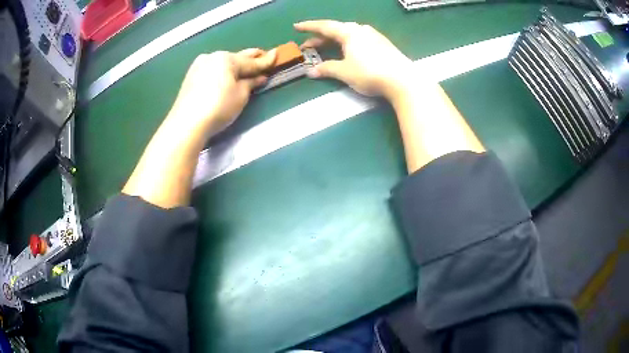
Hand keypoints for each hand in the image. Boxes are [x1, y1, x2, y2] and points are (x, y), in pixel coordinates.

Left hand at [169, 48, 276, 135]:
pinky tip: (226, 75)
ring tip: (245, 67)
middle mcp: (212, 57)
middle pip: (236, 58)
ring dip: (234, 65)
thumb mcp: (240, 96)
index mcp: (226, 59)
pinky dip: (222, 71)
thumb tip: (259, 77)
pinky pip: (212, 69)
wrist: (187, 123)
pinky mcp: (191, 76)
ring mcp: (199, 65)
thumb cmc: (218, 108)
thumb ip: (251, 83)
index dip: (265, 60)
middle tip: (262, 54)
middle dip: (250, 58)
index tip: (276, 54)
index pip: (250, 61)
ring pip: (222, 63)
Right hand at [294, 20, 413, 98]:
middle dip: (320, 37)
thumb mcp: (345, 72)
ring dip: (334, 41)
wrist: (403, 80)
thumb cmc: (370, 73)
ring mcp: (374, 36)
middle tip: (307, 46)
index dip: (309, 27)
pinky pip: (358, 40)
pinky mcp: (382, 44)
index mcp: (349, 32)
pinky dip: (347, 44)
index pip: (324, 26)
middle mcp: (361, 30)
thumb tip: (311, 71)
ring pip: (348, 35)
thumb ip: (327, 69)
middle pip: (336, 30)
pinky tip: (346, 52)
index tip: (296, 27)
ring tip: (325, 49)